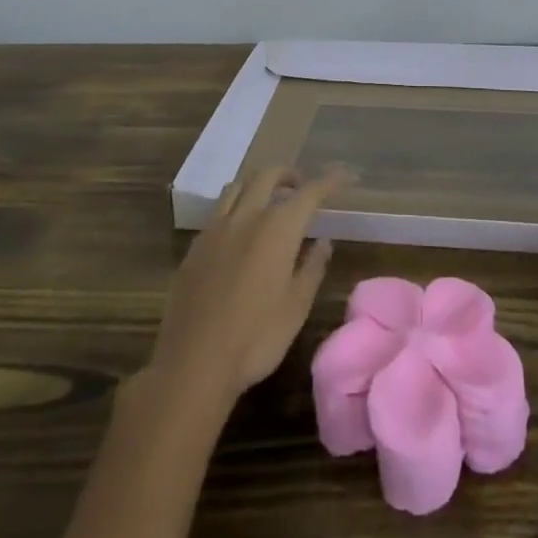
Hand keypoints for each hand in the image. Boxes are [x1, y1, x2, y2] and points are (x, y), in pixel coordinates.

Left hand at [147, 166, 347, 407]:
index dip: (330, 180)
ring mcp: (216, 228)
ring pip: (239, 185)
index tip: (345, 175)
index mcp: (278, 228)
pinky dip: (236, 206)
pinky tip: (239, 231)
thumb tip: (324, 241)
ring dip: (259, 184)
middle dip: (290, 174)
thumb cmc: (255, 338)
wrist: (192, 364)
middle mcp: (247, 216)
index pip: (310, 192)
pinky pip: (219, 210)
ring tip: (269, 201)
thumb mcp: (296, 308)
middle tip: (302, 187)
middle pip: (269, 175)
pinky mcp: (195, 246)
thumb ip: (312, 268)